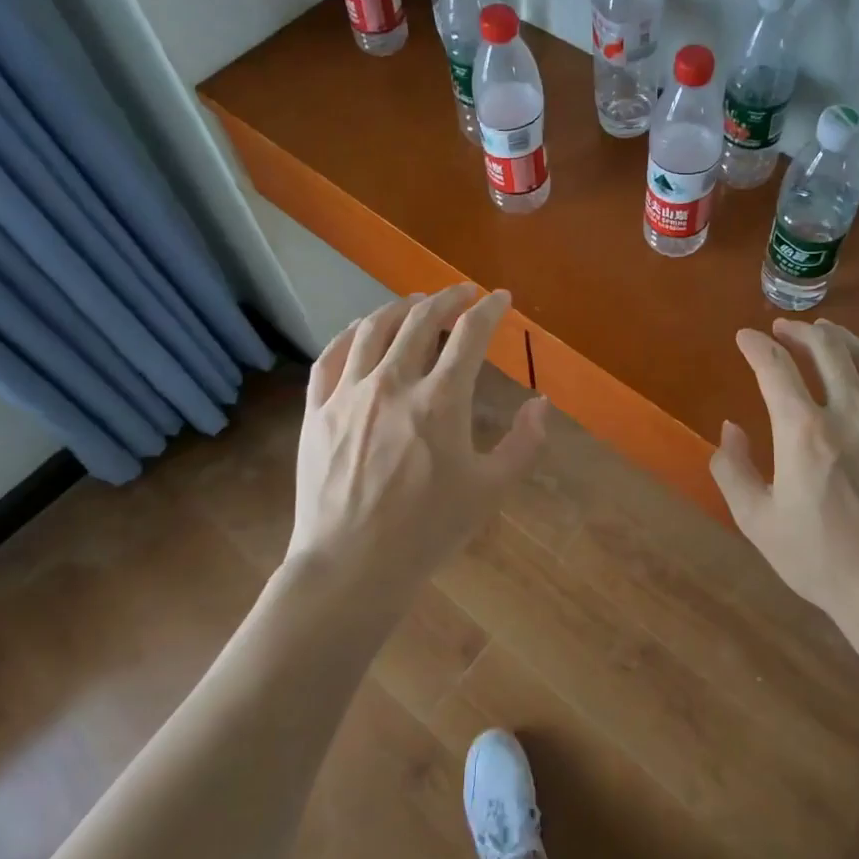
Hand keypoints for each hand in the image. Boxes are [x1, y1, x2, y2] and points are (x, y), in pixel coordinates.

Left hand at [286, 285, 547, 586]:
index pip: (470, 334)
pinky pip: (331, 356)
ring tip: (415, 302)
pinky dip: (350, 333)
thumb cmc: (427, 530)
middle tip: (462, 292)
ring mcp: (349, 394)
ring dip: (400, 307)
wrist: (351, 565)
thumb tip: (541, 404)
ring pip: (374, 329)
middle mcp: (393, 383)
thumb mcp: (490, 490)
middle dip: (446, 298)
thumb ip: (524, 443)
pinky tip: (361, 330)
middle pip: (420, 320)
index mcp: (441, 400)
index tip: (499, 298)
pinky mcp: (317, 411)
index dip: (489, 309)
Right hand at [710, 318, 858, 628]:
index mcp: (804, 433)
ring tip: (825, 334)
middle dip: (800, 331)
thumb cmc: (821, 561)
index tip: (744, 337)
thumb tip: (731, 429)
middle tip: (783, 329)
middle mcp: (851, 415)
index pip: (775, 368)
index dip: (756, 346)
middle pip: (827, 349)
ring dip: (841, 338)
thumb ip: (733, 469)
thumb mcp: (757, 521)